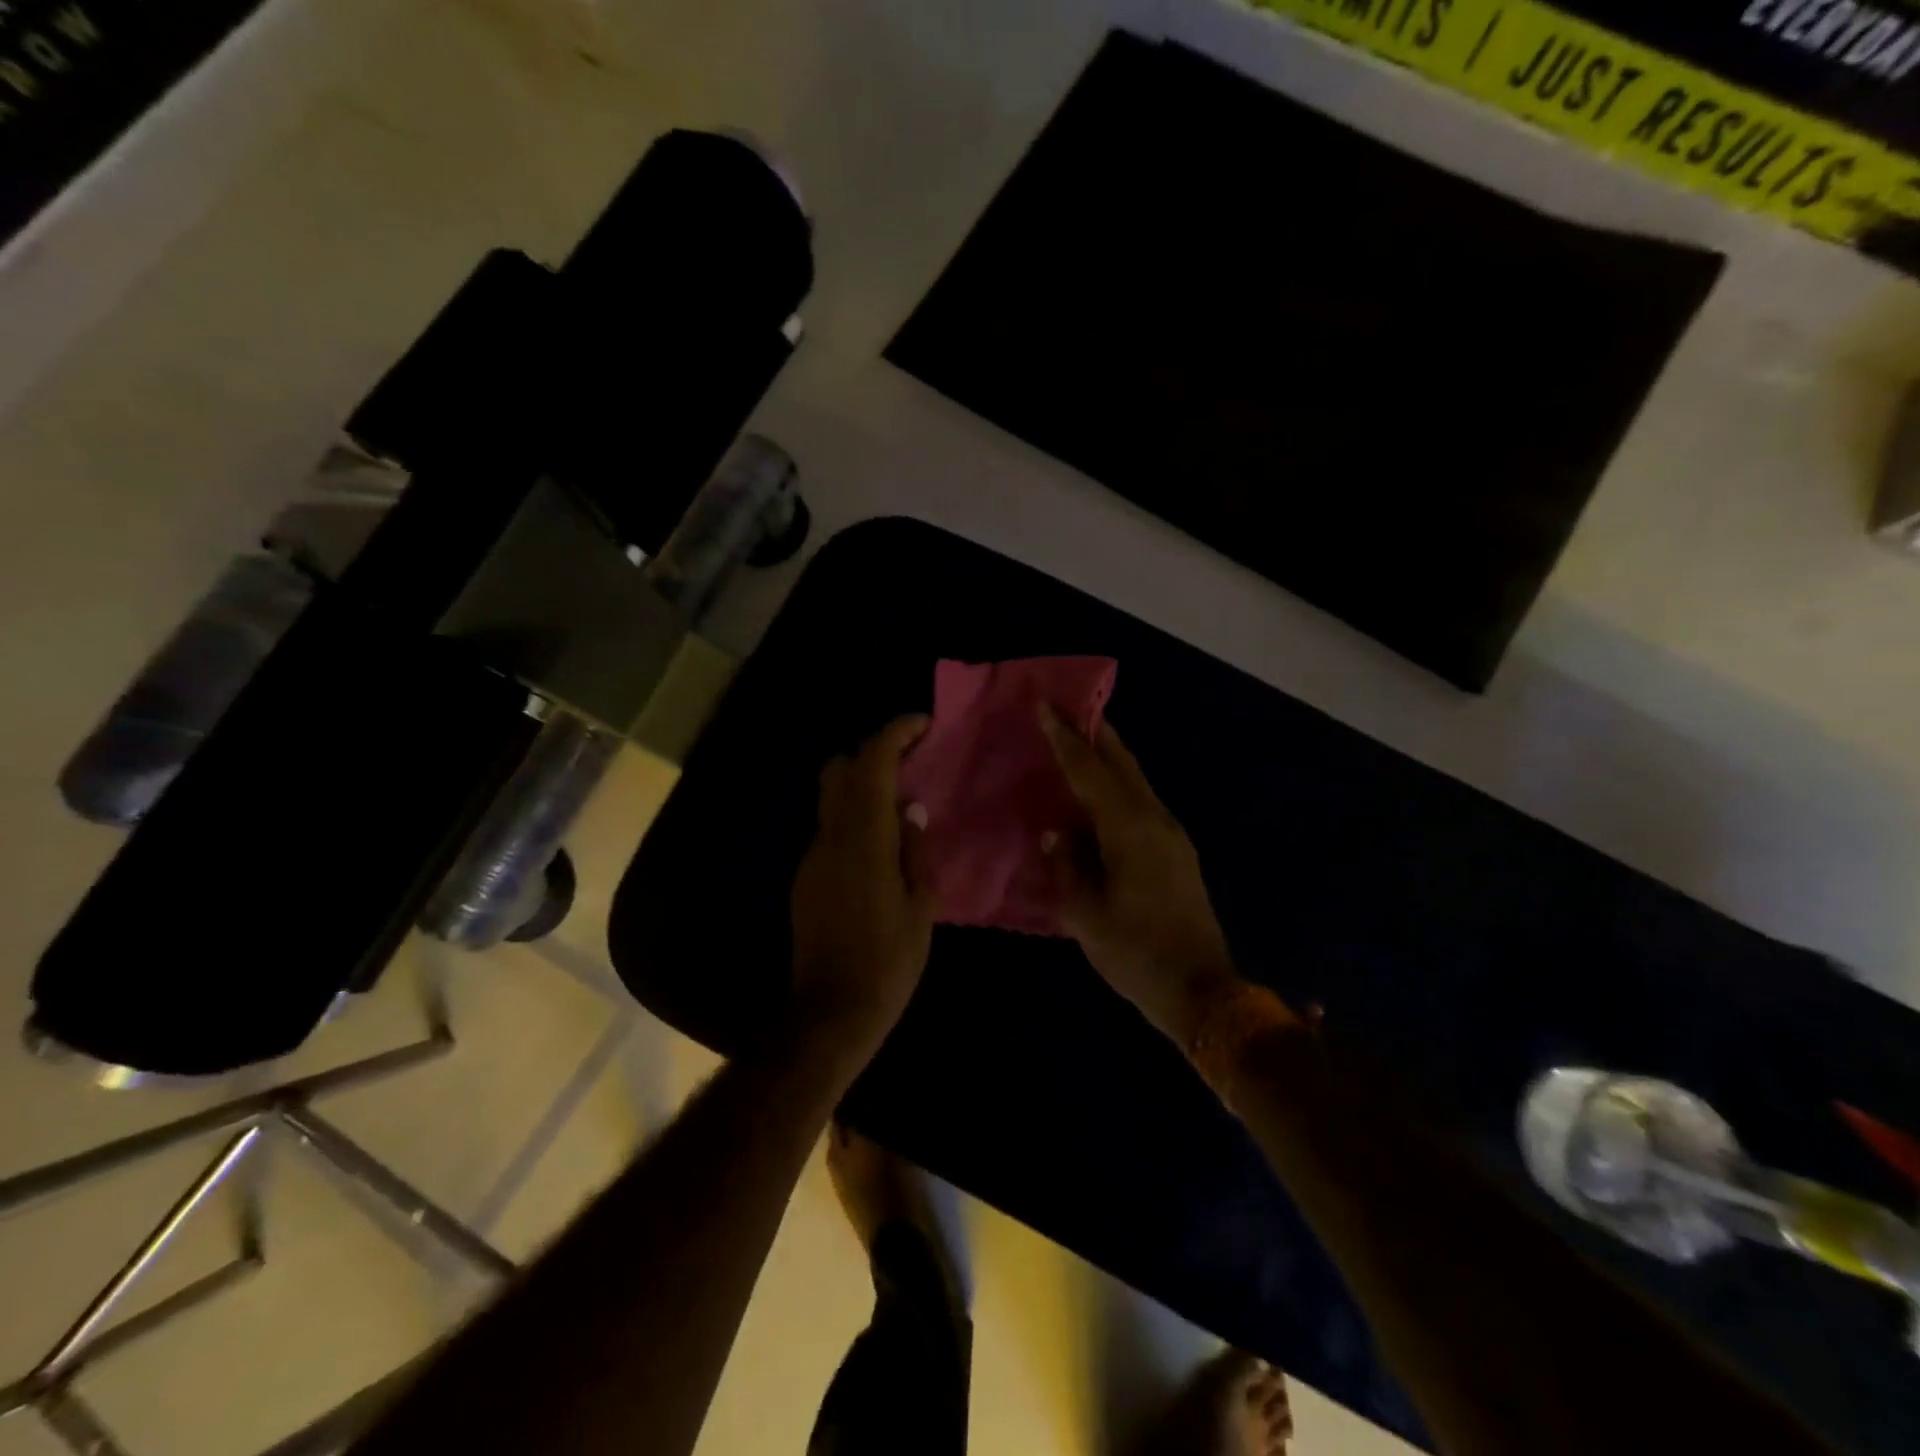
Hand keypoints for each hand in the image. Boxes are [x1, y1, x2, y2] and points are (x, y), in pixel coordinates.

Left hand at [789, 716, 936, 1061]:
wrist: (830, 1014)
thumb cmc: (888, 963)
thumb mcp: (920, 906)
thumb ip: (913, 850)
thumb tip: (910, 810)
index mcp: (863, 840)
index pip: (872, 764)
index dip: (895, 733)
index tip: (922, 725)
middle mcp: (830, 838)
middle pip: (839, 770)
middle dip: (872, 752)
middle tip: (911, 762)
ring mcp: (812, 858)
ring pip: (832, 800)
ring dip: (863, 787)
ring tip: (902, 805)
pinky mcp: (806, 879)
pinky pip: (831, 831)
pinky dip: (855, 819)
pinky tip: (881, 847)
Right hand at [1039, 707, 1239, 1045]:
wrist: (1202, 990)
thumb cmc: (1136, 953)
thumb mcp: (1085, 914)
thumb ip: (1066, 865)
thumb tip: (1056, 833)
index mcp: (1129, 829)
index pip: (1089, 771)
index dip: (1065, 738)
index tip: (1046, 704)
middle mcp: (1155, 819)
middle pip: (1122, 762)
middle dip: (1094, 732)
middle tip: (1066, 707)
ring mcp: (1172, 834)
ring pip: (1136, 780)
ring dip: (1108, 756)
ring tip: (1079, 741)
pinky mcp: (1177, 851)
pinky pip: (1141, 801)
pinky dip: (1118, 784)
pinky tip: (1100, 793)